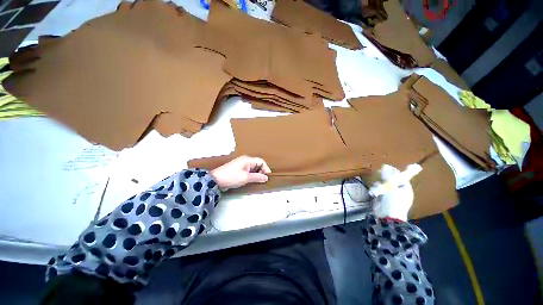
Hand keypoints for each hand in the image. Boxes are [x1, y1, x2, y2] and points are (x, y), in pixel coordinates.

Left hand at [210, 156, 271, 190]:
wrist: (216, 180)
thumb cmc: (232, 177)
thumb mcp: (246, 178)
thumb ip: (257, 177)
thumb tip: (266, 177)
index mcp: (248, 160)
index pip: (261, 161)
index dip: (266, 168)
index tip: (267, 177)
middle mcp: (245, 160)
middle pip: (258, 164)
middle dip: (261, 171)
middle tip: (262, 180)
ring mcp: (241, 165)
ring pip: (253, 168)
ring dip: (257, 174)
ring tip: (257, 181)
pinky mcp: (238, 170)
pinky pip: (248, 171)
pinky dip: (251, 175)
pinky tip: (251, 181)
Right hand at [372, 165, 413, 220]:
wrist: (387, 216)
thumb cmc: (393, 201)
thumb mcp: (391, 186)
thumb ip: (388, 176)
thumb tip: (385, 165)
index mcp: (406, 189)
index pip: (401, 178)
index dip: (394, 173)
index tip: (386, 168)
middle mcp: (399, 192)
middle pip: (392, 181)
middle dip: (385, 178)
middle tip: (379, 175)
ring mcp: (390, 196)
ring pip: (384, 185)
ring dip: (380, 184)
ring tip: (377, 185)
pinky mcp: (382, 199)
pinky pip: (379, 191)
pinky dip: (376, 189)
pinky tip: (374, 190)